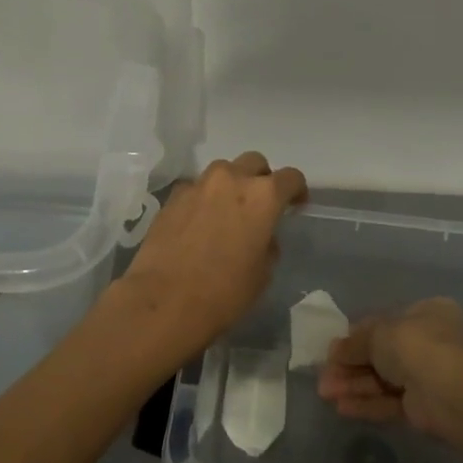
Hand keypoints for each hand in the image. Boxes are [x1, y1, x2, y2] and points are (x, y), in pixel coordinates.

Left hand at [117, 151, 307, 362]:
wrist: (165, 300)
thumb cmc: (224, 292)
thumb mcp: (263, 274)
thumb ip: (268, 244)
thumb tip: (261, 236)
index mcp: (263, 196)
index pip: (291, 177)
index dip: (297, 190)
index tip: (296, 205)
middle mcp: (231, 179)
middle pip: (254, 162)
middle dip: (261, 178)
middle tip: (260, 204)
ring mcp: (198, 185)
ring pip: (222, 170)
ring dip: (230, 184)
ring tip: (227, 210)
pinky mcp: (172, 197)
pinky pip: (195, 188)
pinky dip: (203, 198)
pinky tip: (198, 222)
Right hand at [317, 298, 462, 441]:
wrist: (452, 393)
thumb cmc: (417, 346)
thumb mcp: (378, 334)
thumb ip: (354, 343)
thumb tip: (334, 350)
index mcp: (426, 314)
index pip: (384, 323)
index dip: (355, 336)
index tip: (332, 350)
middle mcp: (429, 342)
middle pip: (381, 354)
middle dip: (350, 365)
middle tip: (324, 376)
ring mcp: (427, 376)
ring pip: (383, 380)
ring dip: (353, 385)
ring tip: (325, 394)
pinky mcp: (423, 407)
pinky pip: (389, 402)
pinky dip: (367, 403)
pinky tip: (342, 408)